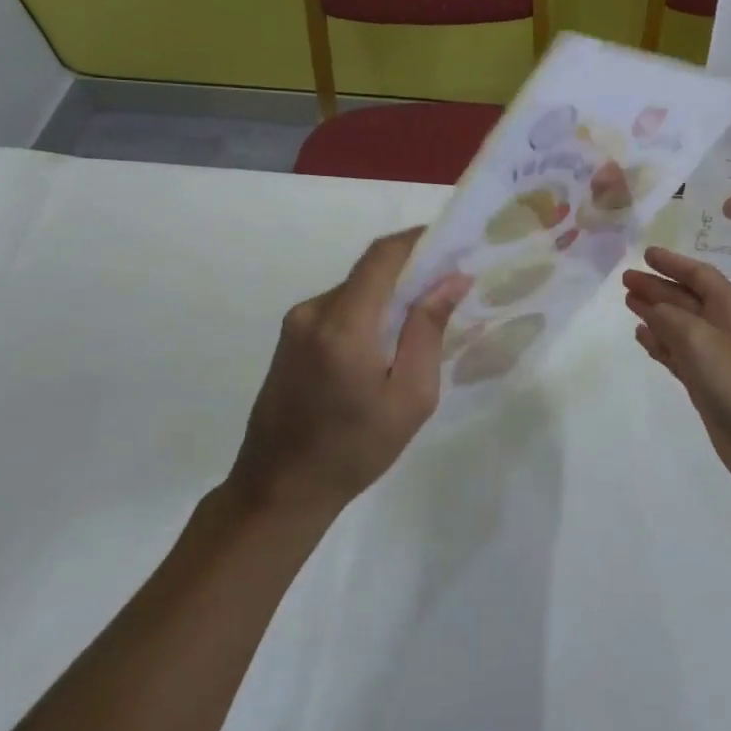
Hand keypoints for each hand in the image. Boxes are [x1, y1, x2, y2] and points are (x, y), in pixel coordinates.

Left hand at [228, 228, 469, 521]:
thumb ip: (428, 331)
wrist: (278, 490)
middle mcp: (314, 312)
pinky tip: (385, 343)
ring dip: (388, 294)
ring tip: (420, 322)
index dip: (417, 240)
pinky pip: (338, 308)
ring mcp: (296, 324)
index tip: (451, 243)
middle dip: (410, 270)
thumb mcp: (410, 397)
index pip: (382, 256)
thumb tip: (452, 280)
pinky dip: (367, 311)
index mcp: (343, 325)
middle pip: (369, 271)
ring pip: (354, 290)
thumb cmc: (354, 450)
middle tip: (447, 288)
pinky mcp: (289, 338)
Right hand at [621, 246, 730, 491]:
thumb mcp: (697, 338)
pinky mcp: (705, 379)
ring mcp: (715, 354)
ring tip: (628, 301)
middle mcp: (724, 325)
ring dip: (655, 312)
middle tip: (625, 279)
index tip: (646, 255)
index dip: (672, 263)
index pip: (699, 274)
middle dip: (657, 286)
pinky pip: (678, 351)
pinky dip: (660, 341)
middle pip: (686, 297)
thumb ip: (668, 316)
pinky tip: (641, 335)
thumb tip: (651, 306)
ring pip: (679, 324)